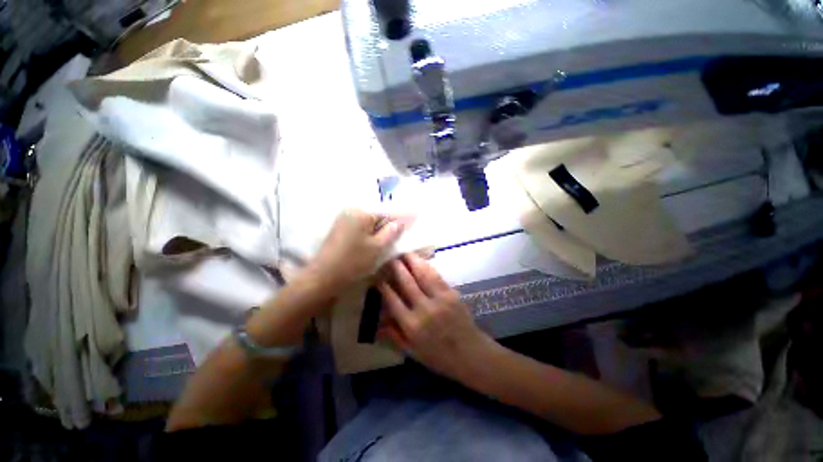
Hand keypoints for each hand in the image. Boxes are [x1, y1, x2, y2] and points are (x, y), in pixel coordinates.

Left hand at [308, 209, 406, 292]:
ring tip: (393, 236)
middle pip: (378, 214)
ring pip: (370, 221)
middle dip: (391, 222)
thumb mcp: (378, 248)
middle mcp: (352, 211)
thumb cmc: (353, 262)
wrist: (323, 277)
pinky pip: (362, 226)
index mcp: (362, 212)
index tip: (415, 216)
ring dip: (381, 228)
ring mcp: (344, 219)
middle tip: (403, 230)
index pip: (387, 211)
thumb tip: (400, 222)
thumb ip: (391, 232)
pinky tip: (377, 240)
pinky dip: (371, 232)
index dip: (402, 215)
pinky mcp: (340, 229)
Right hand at [377, 253, 492, 379]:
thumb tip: (378, 323)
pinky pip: (436, 276)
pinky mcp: (451, 293)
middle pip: (406, 282)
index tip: (378, 276)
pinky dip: (427, 266)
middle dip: (396, 268)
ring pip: (422, 275)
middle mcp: (424, 309)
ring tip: (405, 253)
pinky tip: (421, 261)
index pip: (393, 300)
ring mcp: (439, 299)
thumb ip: (394, 336)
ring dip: (412, 262)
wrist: (470, 353)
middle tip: (390, 258)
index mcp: (412, 325)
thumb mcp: (413, 352)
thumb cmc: (439, 357)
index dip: (384, 286)